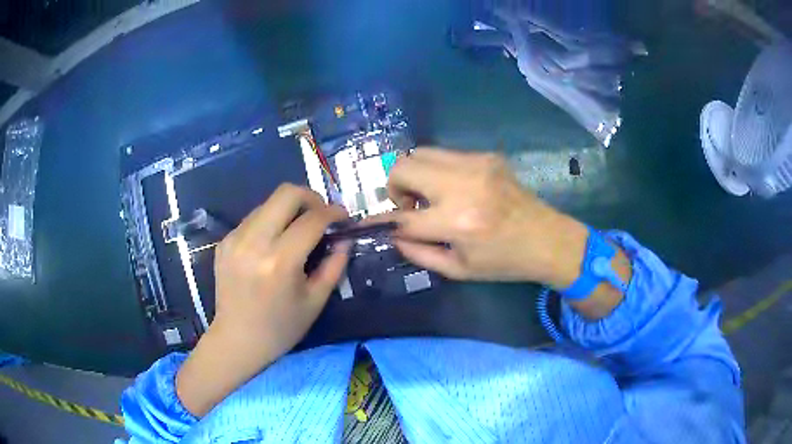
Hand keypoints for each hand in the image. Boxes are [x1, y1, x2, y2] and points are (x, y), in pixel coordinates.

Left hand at [177, 184, 349, 416]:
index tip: (343, 217)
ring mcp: (234, 239)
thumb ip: (334, 266)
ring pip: (268, 203)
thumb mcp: (315, 301)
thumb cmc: (281, 328)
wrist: (237, 339)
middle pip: (286, 193)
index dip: (333, 213)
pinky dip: (270, 222)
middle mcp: (254, 242)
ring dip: (289, 210)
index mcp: (280, 262)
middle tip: (321, 215)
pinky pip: (253, 218)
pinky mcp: (225, 242)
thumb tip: (345, 239)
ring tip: (297, 231)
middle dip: (311, 197)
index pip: (312, 219)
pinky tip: (274, 244)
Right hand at [383, 148, 588, 287]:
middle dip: (395, 187)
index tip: (373, 223)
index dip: (382, 221)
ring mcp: (476, 164)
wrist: (547, 239)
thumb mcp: (459, 270)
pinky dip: (437, 170)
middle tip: (410, 206)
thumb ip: (419, 253)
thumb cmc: (504, 262)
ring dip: (414, 174)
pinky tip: (453, 189)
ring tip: (429, 195)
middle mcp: (463, 186)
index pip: (403, 216)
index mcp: (458, 223)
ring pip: (421, 153)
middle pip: (404, 167)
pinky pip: (445, 154)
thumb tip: (392, 234)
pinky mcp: (487, 156)